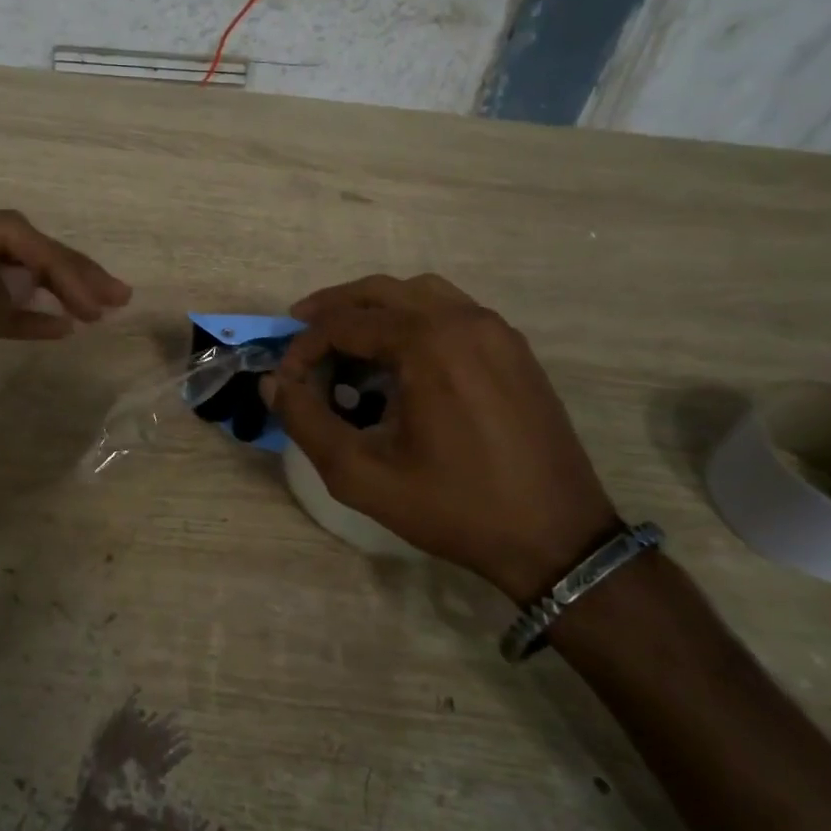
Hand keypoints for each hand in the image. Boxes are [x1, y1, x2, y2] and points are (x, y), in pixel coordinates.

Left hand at [0, 211, 130, 499]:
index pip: (0, 232)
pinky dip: (25, 313)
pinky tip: (57, 326)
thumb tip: (21, 280)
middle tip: (115, 298)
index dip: (53, 259)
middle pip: (7, 249)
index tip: (96, 301)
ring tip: (99, 308)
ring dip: (52, 288)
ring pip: (4, 276)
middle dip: (62, 269)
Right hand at [267, 274, 616, 600]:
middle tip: (300, 329)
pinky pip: (453, 311)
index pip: (345, 323)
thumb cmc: (454, 508)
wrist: (556, 538)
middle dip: (334, 309)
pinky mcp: (514, 349)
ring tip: (347, 338)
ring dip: (375, 308)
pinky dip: (413, 318)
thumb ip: (306, 422)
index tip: (287, 380)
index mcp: (428, 342)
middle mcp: (464, 320)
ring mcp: (496, 331)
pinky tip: (400, 357)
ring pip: (420, 293)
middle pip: (381, 291)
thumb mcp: (361, 474)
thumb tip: (273, 383)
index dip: (304, 347)